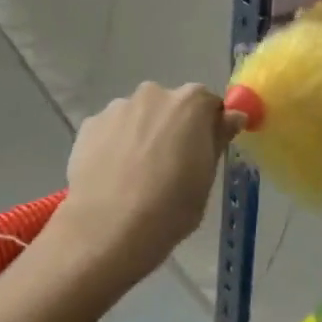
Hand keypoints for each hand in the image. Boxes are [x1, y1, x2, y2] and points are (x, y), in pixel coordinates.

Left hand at [50, 83, 243, 289]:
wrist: (108, 227)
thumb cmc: (170, 207)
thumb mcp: (206, 179)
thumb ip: (216, 140)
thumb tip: (231, 116)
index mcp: (189, 103)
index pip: (208, 104)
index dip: (208, 127)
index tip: (204, 152)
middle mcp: (153, 94)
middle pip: (169, 106)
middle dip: (172, 127)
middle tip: (169, 166)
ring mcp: (117, 107)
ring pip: (137, 116)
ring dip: (141, 134)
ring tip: (135, 175)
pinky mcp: (90, 124)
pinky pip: (111, 130)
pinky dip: (114, 144)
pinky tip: (112, 176)